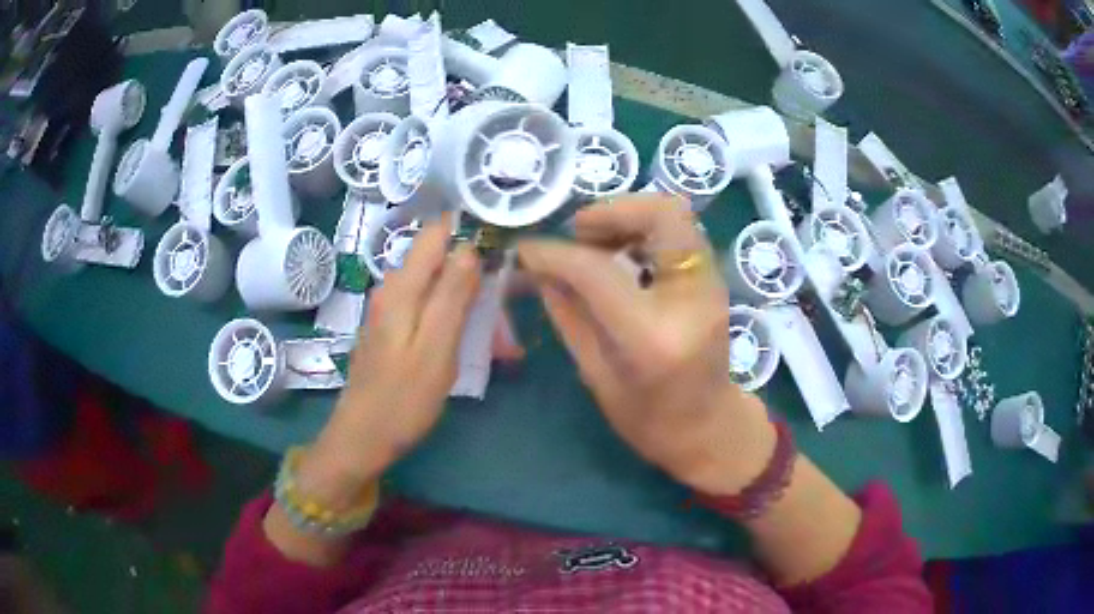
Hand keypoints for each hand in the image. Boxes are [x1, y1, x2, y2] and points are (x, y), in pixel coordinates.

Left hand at [304, 216, 481, 496]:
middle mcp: (393, 289)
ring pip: (438, 287)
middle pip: (441, 261)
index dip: (471, 232)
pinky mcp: (392, 329)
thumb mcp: (436, 349)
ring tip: (497, 341)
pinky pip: (428, 309)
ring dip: (470, 304)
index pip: (437, 233)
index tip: (502, 252)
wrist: (362, 438)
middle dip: (476, 277)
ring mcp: (390, 310)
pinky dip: (453, 320)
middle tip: (505, 318)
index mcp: (402, 287)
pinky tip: (470, 347)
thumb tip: (470, 247)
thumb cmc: (402, 400)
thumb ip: (453, 295)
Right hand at [517, 195, 774, 494]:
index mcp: (651, 338)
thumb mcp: (596, 374)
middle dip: (611, 210)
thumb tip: (538, 268)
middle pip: (662, 215)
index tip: (527, 250)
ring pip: (675, 214)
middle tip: (576, 232)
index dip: (555, 253)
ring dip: (629, 216)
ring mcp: (711, 285)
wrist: (708, 430)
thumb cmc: (648, 420)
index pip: (598, 270)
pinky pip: (679, 232)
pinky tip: (622, 253)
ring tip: (595, 241)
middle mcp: (691, 300)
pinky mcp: (714, 280)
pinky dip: (645, 229)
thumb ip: (568, 314)